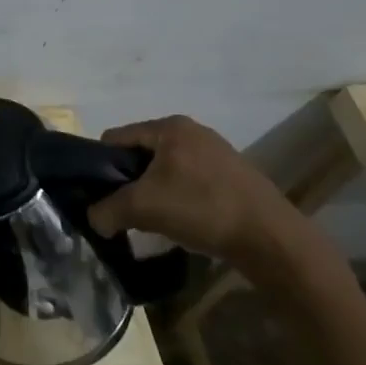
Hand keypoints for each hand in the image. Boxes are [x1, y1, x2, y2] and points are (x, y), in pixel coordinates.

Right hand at [87, 115, 317, 278]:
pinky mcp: (233, 173)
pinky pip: (190, 179)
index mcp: (169, 126)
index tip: (104, 195)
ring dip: (156, 191)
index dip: (102, 166)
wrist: (271, 238)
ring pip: (166, 168)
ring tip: (158, 219)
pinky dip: (180, 197)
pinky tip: (186, 221)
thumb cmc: (201, 208)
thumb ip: (107, 210)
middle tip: (130, 209)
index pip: (116, 138)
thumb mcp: (143, 208)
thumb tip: (94, 219)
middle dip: (131, 180)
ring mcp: (216, 151)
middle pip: (141, 153)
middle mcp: (192, 130)